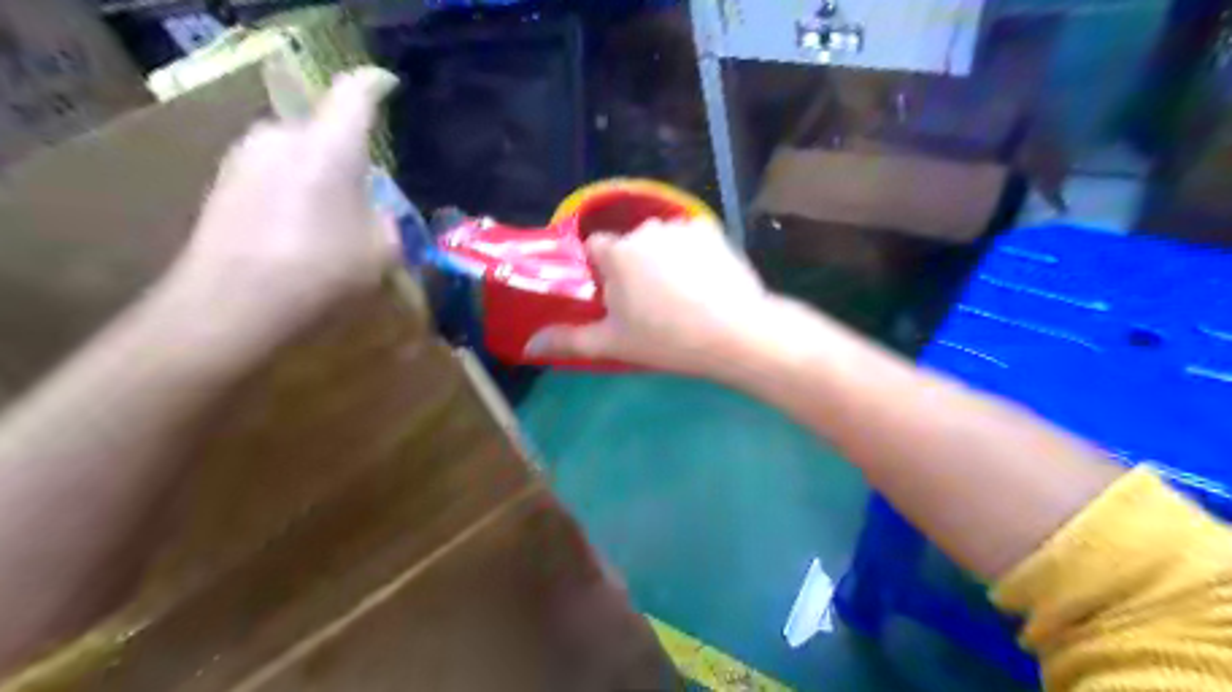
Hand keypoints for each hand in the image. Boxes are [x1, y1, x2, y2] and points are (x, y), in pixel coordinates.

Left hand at [163, 66, 398, 339]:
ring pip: (294, 153)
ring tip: (331, 219)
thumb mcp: (382, 251)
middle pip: (321, 129)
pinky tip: (298, 233)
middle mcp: (281, 138)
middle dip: (344, 151)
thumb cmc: (323, 272)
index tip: (388, 86)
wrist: (232, 307)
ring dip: (315, 174)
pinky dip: (291, 193)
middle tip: (364, 190)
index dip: (375, 85)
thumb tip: (371, 209)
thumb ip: (385, 219)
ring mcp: (243, 160)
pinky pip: (270, 175)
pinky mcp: (221, 186)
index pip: (355, 93)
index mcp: (329, 146)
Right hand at [524, 216, 772, 375]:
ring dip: (662, 258)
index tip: (615, 298)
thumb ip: (569, 340)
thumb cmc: (666, 339)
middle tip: (650, 305)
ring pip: (660, 241)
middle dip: (633, 267)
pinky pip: (690, 238)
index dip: (601, 271)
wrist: (733, 333)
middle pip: (629, 245)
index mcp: (617, 253)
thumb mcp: (612, 343)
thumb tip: (528, 345)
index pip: (595, 249)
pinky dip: (691, 253)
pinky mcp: (712, 231)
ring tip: (682, 295)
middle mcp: (645, 229)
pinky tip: (704, 281)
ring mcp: (681, 227)